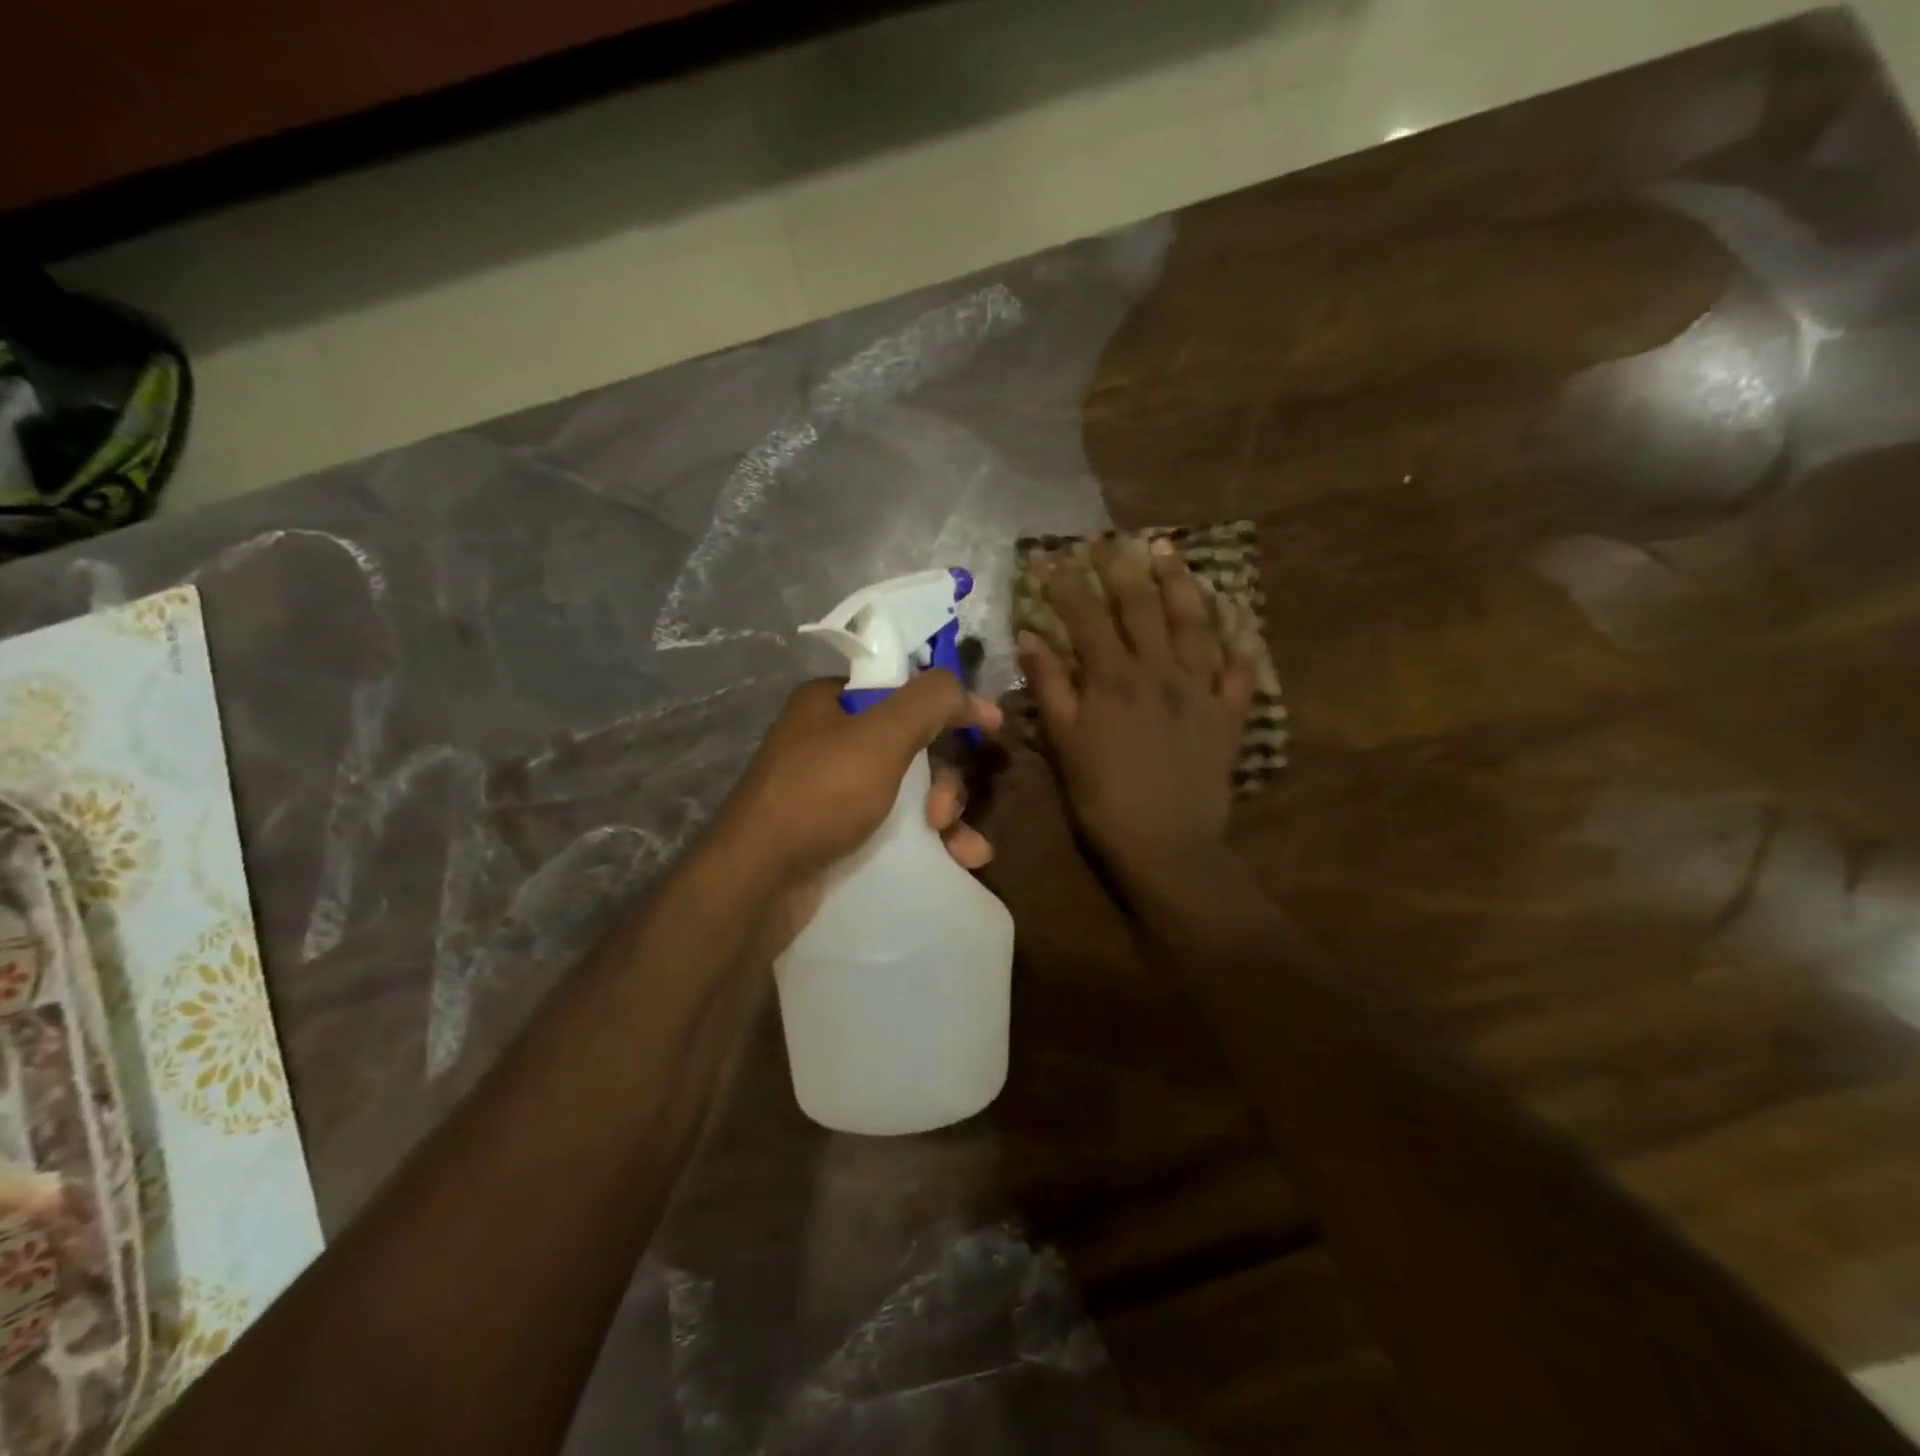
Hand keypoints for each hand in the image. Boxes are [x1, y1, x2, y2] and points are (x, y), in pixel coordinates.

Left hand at [710, 673, 999, 960]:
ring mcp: (832, 791)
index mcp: (831, 702)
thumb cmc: (821, 794)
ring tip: (962, 847)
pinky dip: (930, 841)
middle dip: (944, 780)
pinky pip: (896, 826)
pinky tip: (961, 860)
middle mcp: (829, 741)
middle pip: (912, 746)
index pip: (903, 689)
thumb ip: (930, 701)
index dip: (948, 706)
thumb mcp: (882, 735)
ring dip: (946, 815)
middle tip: (943, 812)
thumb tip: (968, 691)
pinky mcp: (837, 834)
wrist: (760, 881)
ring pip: (909, 791)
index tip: (989, 726)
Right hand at [1019, 534, 1253, 891]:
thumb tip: (1032, 636)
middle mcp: (1160, 671)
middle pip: (1141, 606)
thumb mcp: (1064, 744)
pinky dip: (1240, 637)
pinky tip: (1237, 614)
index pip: (1085, 615)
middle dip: (1122, 567)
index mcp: (1113, 679)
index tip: (1049, 554)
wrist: (1166, 844)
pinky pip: (1240, 666)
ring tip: (1169, 552)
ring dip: (1180, 583)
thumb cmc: (1103, 798)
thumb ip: (1050, 686)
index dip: (1065, 581)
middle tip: (1111, 537)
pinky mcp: (1230, 712)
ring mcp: (1201, 689)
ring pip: (1194, 622)